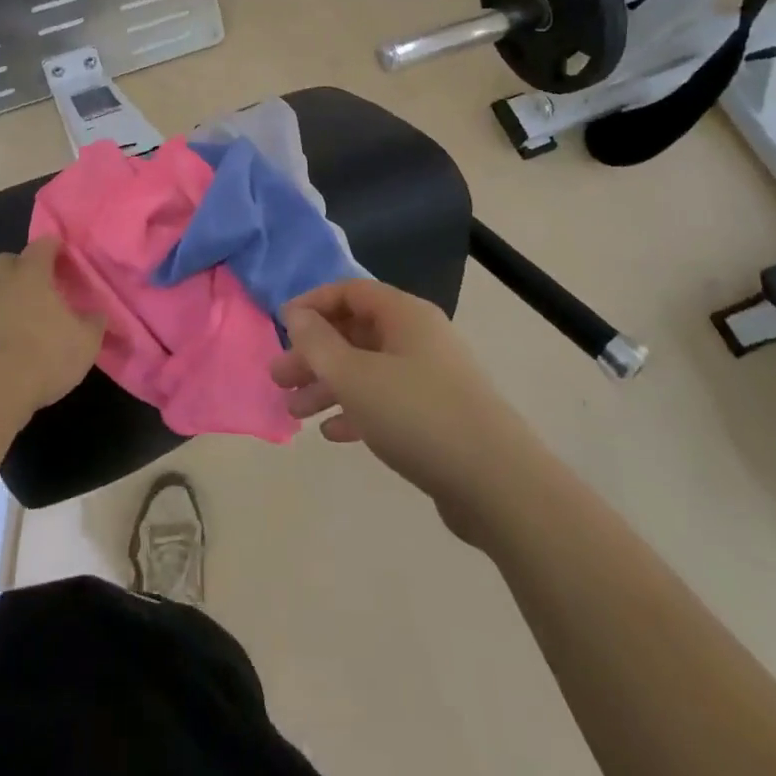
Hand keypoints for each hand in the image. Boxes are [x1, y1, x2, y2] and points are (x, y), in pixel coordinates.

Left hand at [0, 238, 105, 414]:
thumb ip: (94, 323)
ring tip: (35, 320)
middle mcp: (4, 285)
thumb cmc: (46, 352)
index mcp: (32, 274)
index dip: (55, 247)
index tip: (67, 256)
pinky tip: (19, 344)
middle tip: (43, 282)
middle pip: (8, 261)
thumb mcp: (85, 340)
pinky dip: (3, 325)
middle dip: (23, 266)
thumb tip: (98, 314)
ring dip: (13, 299)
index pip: (42, 245)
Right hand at [271, 279, 517, 545]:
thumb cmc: (417, 414)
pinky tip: (332, 433)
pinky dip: (357, 410)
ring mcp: (430, 377)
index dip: (312, 304)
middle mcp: (418, 337)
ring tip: (294, 412)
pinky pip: (386, 401)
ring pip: (367, 369)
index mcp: (404, 314)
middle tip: (278, 378)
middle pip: (355, 332)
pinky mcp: (436, 416)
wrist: (497, 484)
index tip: (281, 326)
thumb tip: (296, 315)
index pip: (350, 292)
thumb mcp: (355, 376)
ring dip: (329, 386)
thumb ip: (318, 343)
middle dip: (314, 354)